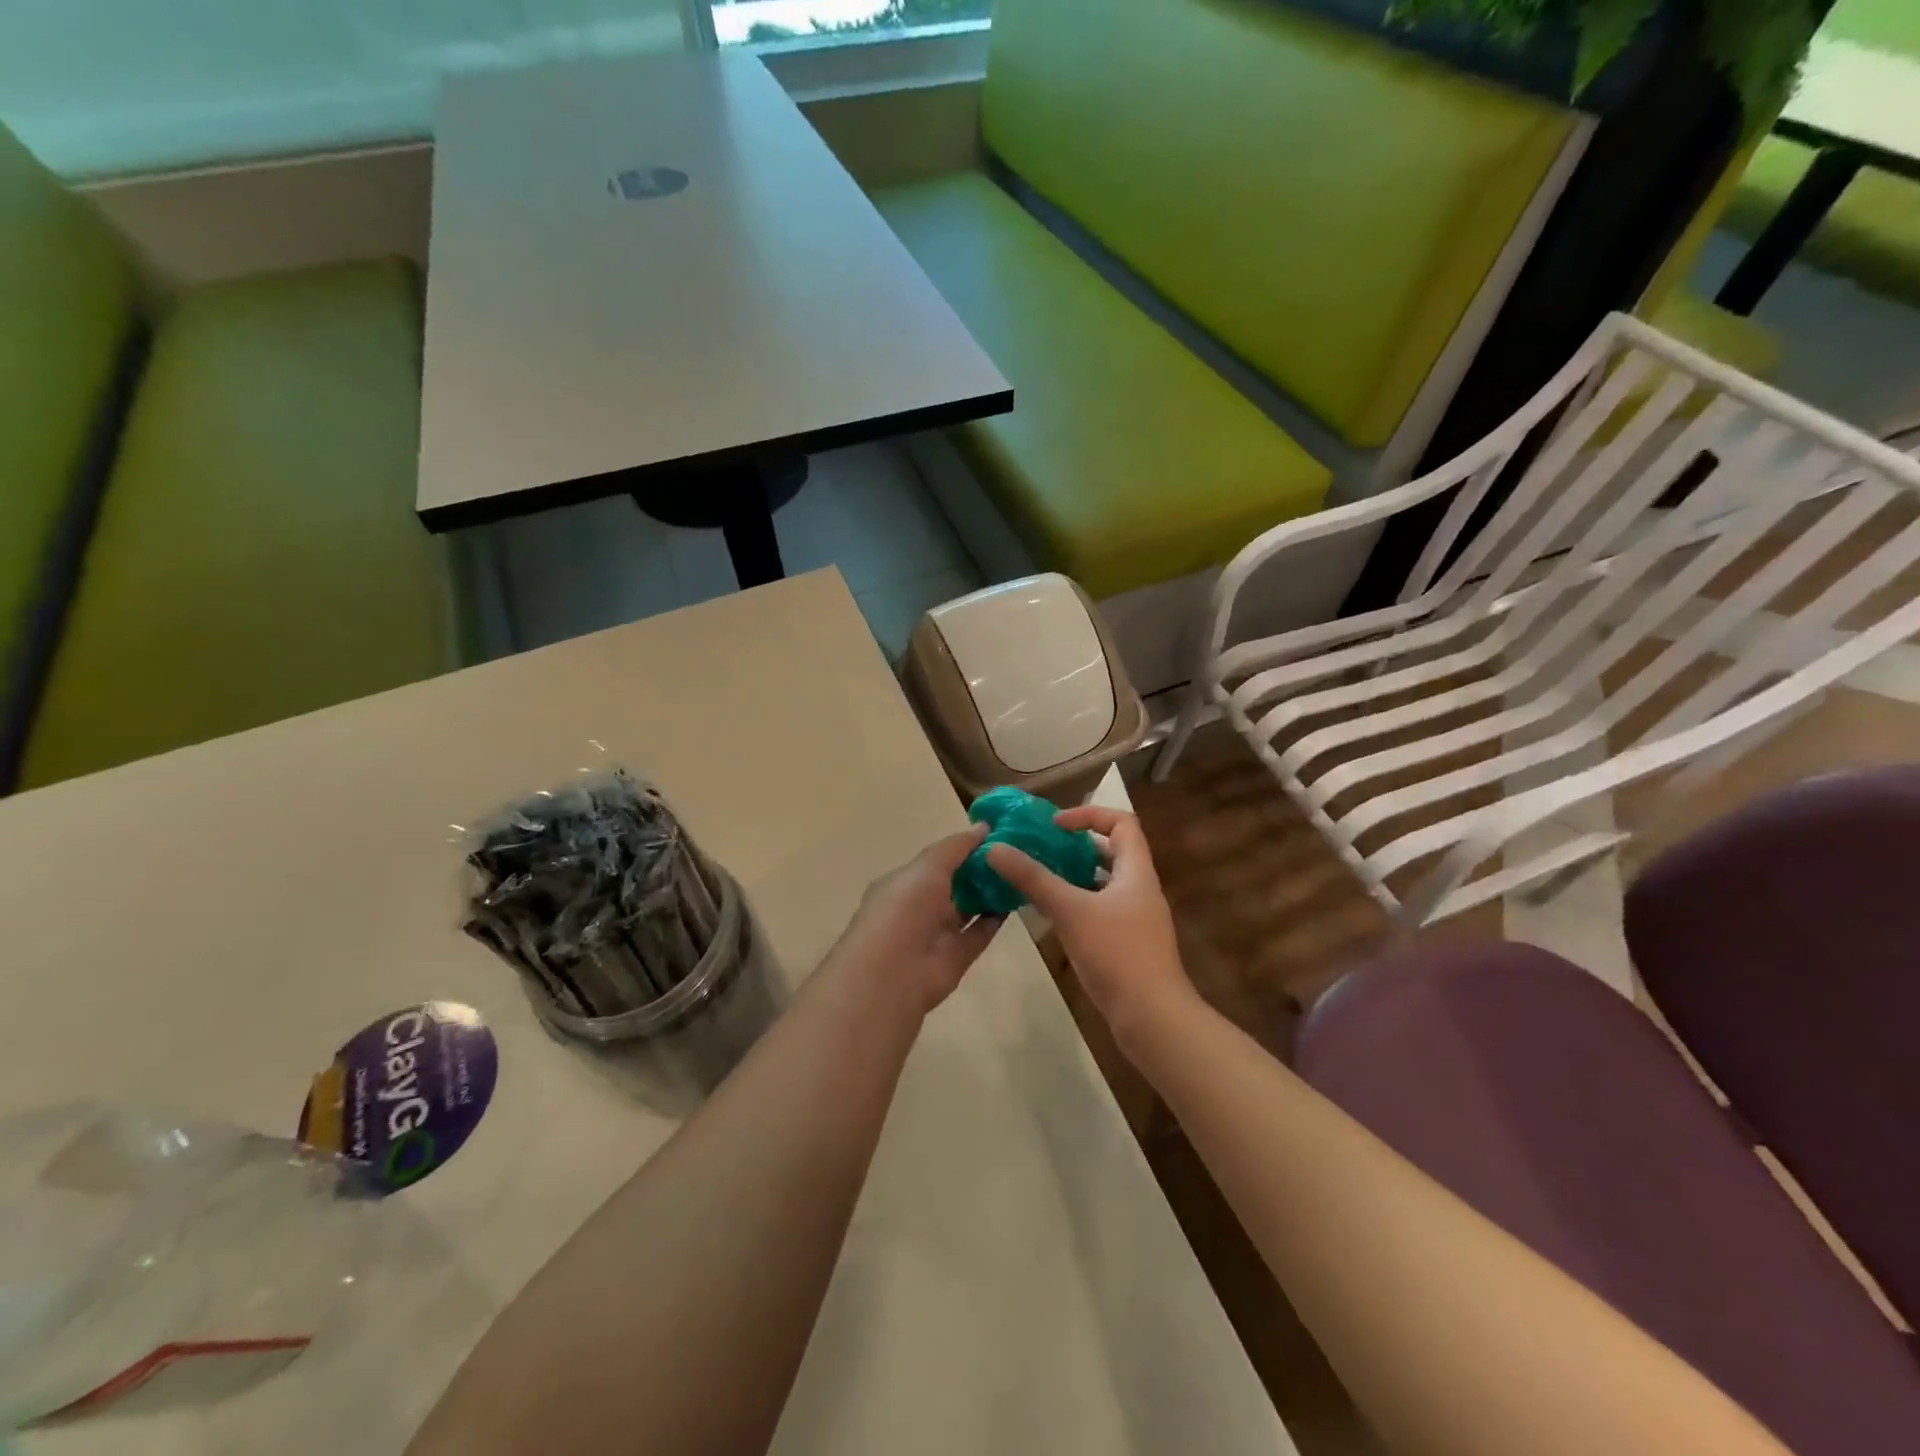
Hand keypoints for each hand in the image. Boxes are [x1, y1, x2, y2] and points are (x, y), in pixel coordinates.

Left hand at [825, 825, 1003, 1014]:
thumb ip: (957, 847)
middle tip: (1017, 849)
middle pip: (955, 883)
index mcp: (904, 882)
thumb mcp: (928, 866)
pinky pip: (980, 932)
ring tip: (1022, 869)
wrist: (893, 974)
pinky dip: (997, 918)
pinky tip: (1018, 899)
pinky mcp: (957, 957)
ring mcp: (938, 933)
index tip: (997, 833)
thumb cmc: (904, 908)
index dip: (964, 847)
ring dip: (991, 891)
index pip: (937, 860)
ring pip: (969, 907)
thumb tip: (983, 827)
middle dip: (981, 867)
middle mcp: (919, 906)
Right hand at [986, 807, 1196, 1040]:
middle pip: (1112, 852)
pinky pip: (1101, 911)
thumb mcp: (1070, 910)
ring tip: (1038, 879)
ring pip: (1104, 884)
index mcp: (1137, 872)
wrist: (1152, 1018)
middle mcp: (1140, 890)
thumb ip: (1033, 878)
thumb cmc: (1117, 954)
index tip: (1054, 826)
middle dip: (1076, 846)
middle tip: (1040, 849)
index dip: (1089, 815)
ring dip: (1074, 877)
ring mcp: (1136, 919)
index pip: (1122, 822)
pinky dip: (1077, 905)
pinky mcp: (1128, 945)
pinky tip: (1051, 917)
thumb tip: (995, 848)